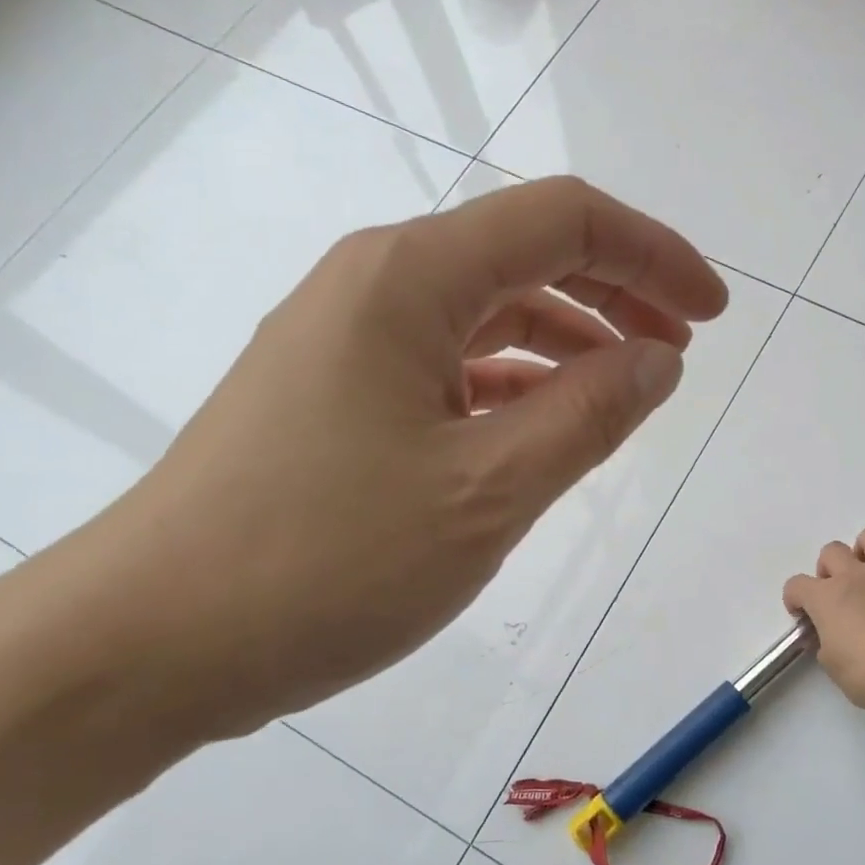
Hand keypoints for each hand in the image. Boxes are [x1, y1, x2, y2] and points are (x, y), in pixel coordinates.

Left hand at [77, 176, 727, 746]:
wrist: (152, 643)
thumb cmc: (327, 561)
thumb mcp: (488, 490)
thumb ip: (589, 416)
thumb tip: (659, 359)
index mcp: (409, 278)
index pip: (562, 221)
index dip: (652, 254)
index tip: (713, 313)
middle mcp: (373, 288)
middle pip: (523, 259)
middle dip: (617, 295)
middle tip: (681, 350)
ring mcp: (346, 346)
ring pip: (485, 318)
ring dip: (566, 345)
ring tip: (625, 395)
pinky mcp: (333, 402)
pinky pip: (448, 371)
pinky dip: (511, 389)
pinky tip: (542, 430)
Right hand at [782, 527, 864, 713]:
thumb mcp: (833, 667)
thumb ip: (825, 645)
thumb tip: (827, 637)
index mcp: (826, 598)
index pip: (796, 585)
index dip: (795, 599)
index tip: (802, 614)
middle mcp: (854, 576)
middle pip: (831, 551)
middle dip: (829, 569)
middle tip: (837, 592)